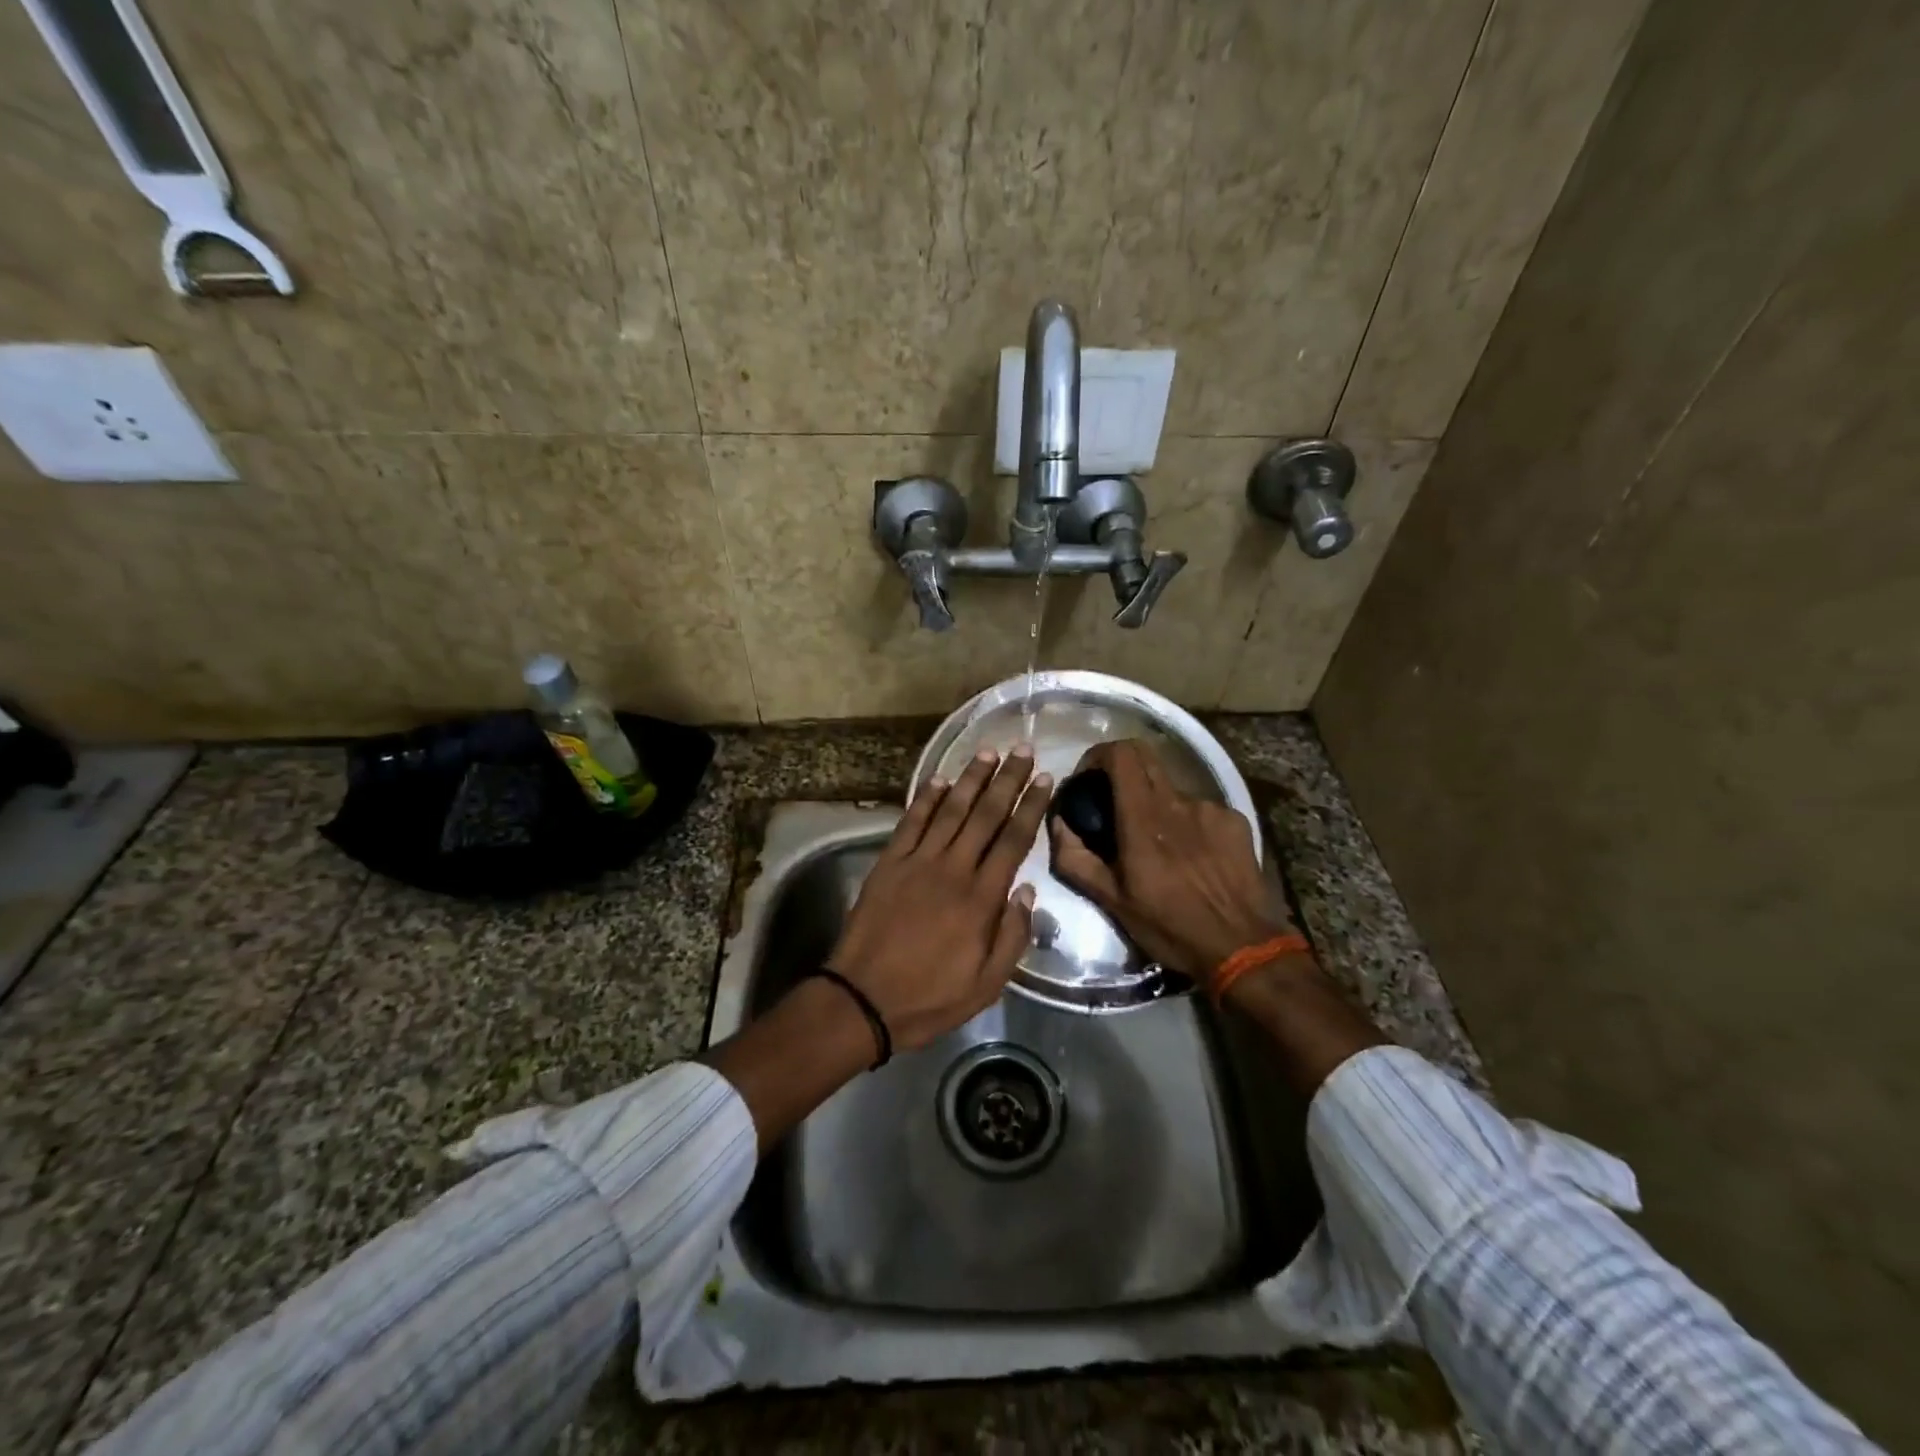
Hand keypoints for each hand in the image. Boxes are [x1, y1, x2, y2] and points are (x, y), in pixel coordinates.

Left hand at [827, 746, 1051, 1051]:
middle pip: (986, 815)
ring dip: (971, 779)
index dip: (1031, 806)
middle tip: (1023, 749)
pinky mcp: (889, 863)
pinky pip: (911, 822)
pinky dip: (926, 798)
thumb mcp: (987, 984)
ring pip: (951, 810)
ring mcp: (918, 862)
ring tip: (988, 751)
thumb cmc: (930, 997)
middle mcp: (953, 869)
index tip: (1045, 779)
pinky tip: (940, 779)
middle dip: (1007, 780)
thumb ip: (1013, 936)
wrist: (863, 999)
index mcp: (981, 898)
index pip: (1013, 840)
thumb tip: (1027, 890)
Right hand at [1050, 740, 1292, 979]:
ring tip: (1158, 843)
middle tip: (1112, 799)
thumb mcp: (1111, 901)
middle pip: (1146, 756)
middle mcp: (1177, 802)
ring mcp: (1210, 809)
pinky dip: (1187, 822)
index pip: (1121, 755)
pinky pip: (1201, 809)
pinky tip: (1191, 855)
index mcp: (1143, 818)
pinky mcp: (1235, 821)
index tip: (1087, 777)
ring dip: (1156, 804)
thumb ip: (1076, 859)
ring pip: (1172, 788)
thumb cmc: (1169, 926)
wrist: (1242, 947)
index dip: (1099, 755)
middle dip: (1122, 768)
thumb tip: (1058, 824)